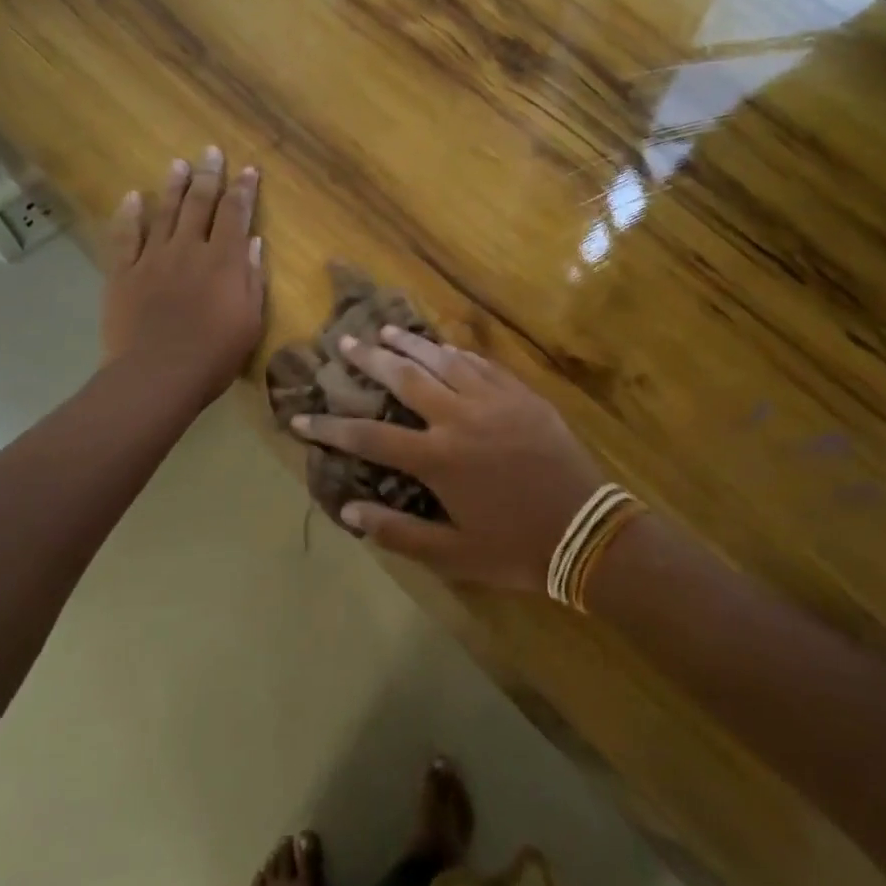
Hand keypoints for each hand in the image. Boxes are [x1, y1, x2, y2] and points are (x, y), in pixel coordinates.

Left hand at [102, 147, 265, 407]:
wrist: (156, 375)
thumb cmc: (213, 355)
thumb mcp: (250, 321)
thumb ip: (251, 278)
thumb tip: (252, 242)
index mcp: (223, 261)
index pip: (235, 214)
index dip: (243, 190)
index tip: (248, 169)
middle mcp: (188, 249)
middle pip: (200, 204)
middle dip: (209, 176)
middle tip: (211, 151)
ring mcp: (152, 259)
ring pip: (165, 213)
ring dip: (173, 186)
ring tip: (179, 164)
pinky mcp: (123, 273)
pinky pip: (125, 236)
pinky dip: (130, 215)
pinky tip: (133, 197)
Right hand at [292, 328, 605, 592]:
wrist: (587, 531)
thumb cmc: (516, 548)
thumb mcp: (452, 554)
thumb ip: (398, 532)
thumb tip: (348, 511)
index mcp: (437, 460)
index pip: (369, 437)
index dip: (329, 426)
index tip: (299, 416)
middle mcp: (459, 419)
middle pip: (403, 378)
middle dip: (368, 361)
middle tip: (343, 344)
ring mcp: (493, 401)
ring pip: (442, 360)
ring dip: (410, 343)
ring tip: (384, 331)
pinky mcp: (522, 395)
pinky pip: (482, 364)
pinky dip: (456, 352)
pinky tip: (443, 346)